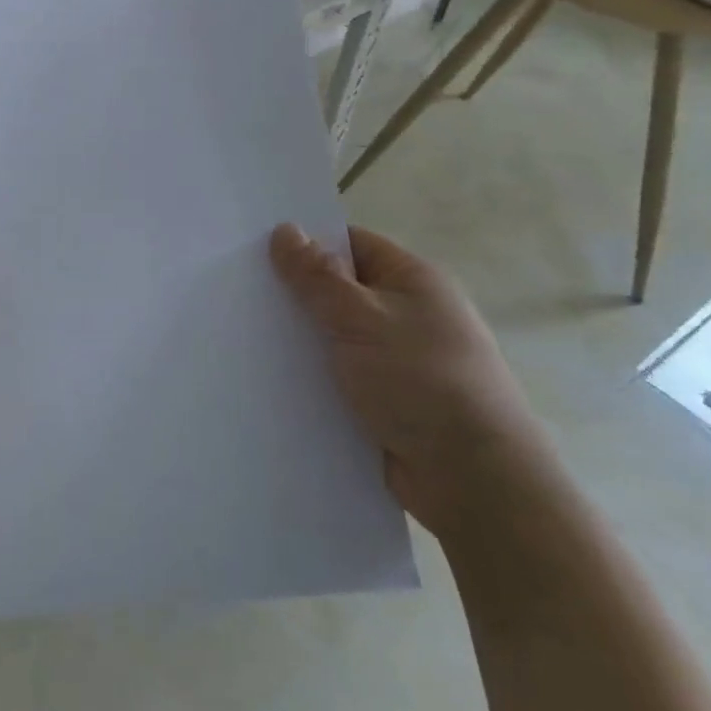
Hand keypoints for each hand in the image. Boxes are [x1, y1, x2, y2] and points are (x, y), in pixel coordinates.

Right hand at [269, 223, 560, 540]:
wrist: (473, 480)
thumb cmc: (421, 380)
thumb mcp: (362, 318)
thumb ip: (318, 276)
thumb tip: (286, 230)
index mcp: (413, 281)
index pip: (351, 245)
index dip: (305, 244)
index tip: (254, 252)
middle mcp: (407, 315)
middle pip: (338, 292)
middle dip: (294, 296)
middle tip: (237, 294)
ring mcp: (396, 362)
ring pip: (334, 339)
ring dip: (299, 342)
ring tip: (240, 335)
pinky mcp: (385, 403)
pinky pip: (337, 378)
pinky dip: (310, 378)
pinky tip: (268, 379)